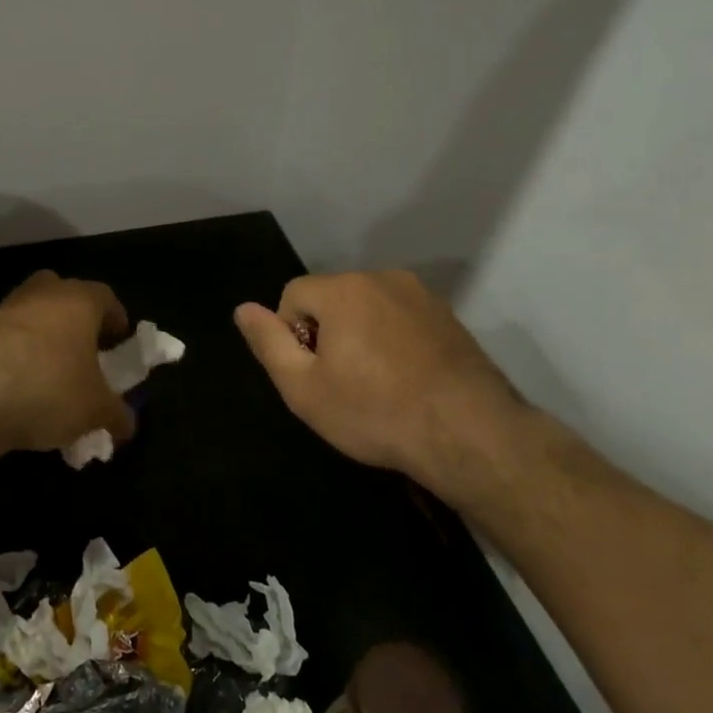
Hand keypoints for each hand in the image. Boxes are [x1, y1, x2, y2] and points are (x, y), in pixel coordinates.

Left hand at [0, 271, 136, 453]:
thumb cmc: (50, 389)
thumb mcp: (96, 410)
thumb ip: (118, 415)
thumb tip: (127, 426)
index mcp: (80, 300)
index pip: (107, 298)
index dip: (117, 322)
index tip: (119, 346)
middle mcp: (45, 294)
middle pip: (67, 296)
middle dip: (78, 321)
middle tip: (86, 353)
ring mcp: (8, 309)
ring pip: (36, 315)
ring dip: (47, 337)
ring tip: (55, 375)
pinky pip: (12, 337)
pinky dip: (22, 354)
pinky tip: (25, 388)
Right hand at [234, 271, 537, 509]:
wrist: (469, 433)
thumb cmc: (375, 412)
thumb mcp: (304, 388)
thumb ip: (269, 343)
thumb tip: (243, 309)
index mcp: (343, 290)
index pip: (293, 294)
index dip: (292, 335)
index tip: (313, 374)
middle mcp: (382, 278)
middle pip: (331, 298)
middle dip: (326, 333)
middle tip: (342, 384)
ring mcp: (420, 295)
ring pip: (367, 308)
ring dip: (360, 336)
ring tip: (376, 385)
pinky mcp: (447, 316)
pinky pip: (400, 319)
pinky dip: (393, 342)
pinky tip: (406, 380)